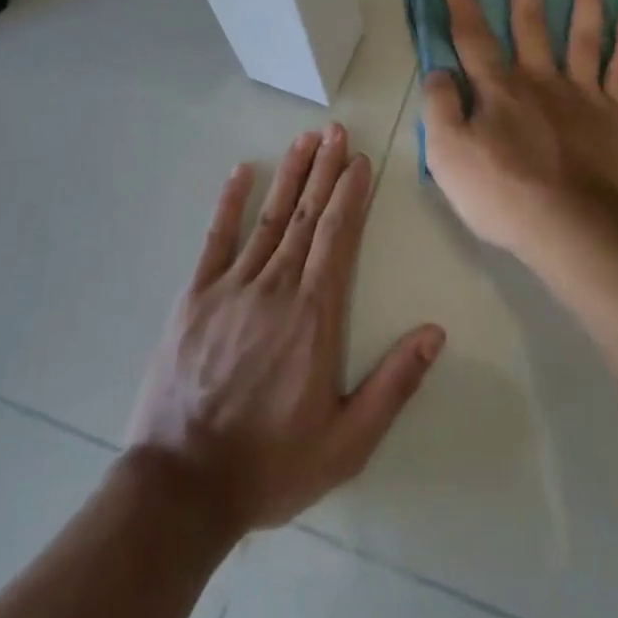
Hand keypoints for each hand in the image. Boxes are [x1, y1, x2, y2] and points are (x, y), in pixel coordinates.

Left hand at [124, 126, 444, 537]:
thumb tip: (435, 332)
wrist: (183, 486)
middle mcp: (277, 287)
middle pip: (306, 216)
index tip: (360, 160)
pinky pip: (216, 238)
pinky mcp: (194, 296)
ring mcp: (232, 287)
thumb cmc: (271, 463)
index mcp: (315, 315)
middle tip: (337, 131)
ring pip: (269, 218)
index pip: (337, 237)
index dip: (350, 194)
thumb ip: (394, 384)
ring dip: (290, 175)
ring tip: (306, 139)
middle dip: (325, 170)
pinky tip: (242, 171)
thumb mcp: (347, 442)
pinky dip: (230, 202)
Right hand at [421, 0, 617, 259]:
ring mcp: (581, 94)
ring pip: (582, 36)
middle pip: (530, 21)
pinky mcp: (615, 115)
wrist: (573, 227)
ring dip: (584, 0)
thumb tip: (440, 71)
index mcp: (497, 88)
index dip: (461, 1)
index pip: (472, 35)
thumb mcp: (447, 156)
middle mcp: (539, 79)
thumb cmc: (503, 194)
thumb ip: (439, 108)